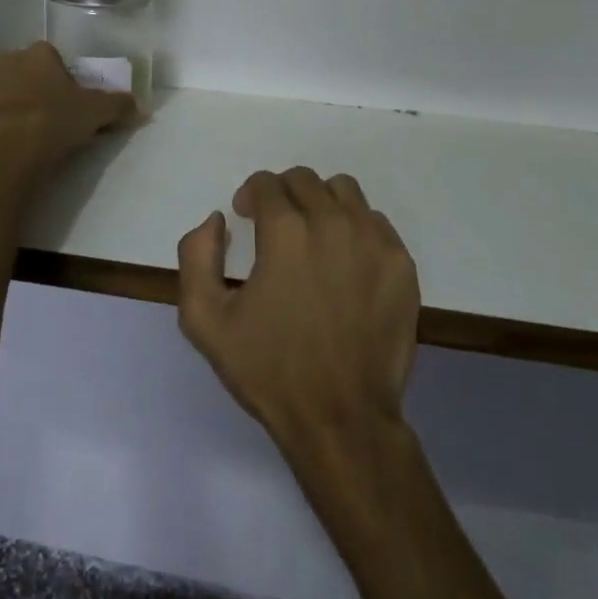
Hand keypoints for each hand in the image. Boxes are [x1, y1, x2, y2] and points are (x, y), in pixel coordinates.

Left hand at [0, 42, 136, 180]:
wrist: (2, 152)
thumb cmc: (52, 123)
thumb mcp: (96, 114)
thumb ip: (119, 105)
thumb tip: (140, 105)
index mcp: (40, 54)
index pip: (53, 57)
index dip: (62, 78)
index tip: (68, 102)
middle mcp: (7, 59)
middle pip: (25, 70)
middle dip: (34, 88)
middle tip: (47, 118)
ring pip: (0, 88)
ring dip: (9, 103)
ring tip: (22, 133)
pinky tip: (0, 141)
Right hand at [176, 168, 419, 465]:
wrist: (341, 418)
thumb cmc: (270, 370)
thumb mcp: (205, 320)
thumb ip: (196, 256)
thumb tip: (216, 220)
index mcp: (285, 230)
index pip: (266, 183)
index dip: (250, 197)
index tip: (247, 220)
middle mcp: (332, 221)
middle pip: (304, 180)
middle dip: (283, 195)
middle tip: (276, 228)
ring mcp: (373, 240)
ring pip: (343, 192)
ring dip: (321, 203)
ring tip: (313, 238)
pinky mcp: (401, 262)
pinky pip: (375, 222)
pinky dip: (355, 229)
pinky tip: (345, 263)